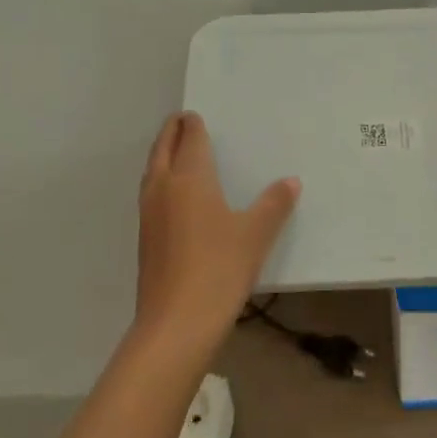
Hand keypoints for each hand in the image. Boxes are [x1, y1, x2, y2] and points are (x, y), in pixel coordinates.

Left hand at [134, 111, 299, 353]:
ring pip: (152, 171)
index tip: (194, 114)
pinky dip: (160, 180)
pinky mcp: (145, 239)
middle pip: (163, 149)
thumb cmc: (219, 268)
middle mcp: (164, 188)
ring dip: (161, 155)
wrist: (176, 323)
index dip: (192, 124)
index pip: (189, 139)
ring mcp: (149, 214)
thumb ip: (274, 204)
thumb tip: (291, 181)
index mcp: (189, 178)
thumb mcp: (255, 234)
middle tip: (180, 121)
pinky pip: (151, 194)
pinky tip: (173, 196)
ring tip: (175, 151)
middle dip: (171, 132)